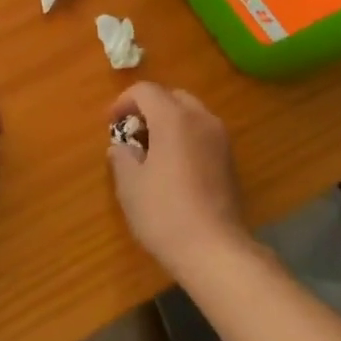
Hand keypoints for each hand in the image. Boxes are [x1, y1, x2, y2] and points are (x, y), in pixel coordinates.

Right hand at [106, 83, 252, 282]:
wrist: (214, 249)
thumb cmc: (164, 213)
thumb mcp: (130, 186)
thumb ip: (122, 158)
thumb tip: (121, 147)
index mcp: (174, 118)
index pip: (146, 91)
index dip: (123, 102)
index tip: (111, 124)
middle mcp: (201, 119)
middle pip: (172, 97)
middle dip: (149, 108)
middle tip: (132, 133)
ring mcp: (220, 138)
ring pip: (191, 114)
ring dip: (169, 121)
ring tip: (152, 150)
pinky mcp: (230, 159)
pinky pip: (203, 133)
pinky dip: (186, 137)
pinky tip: (174, 166)